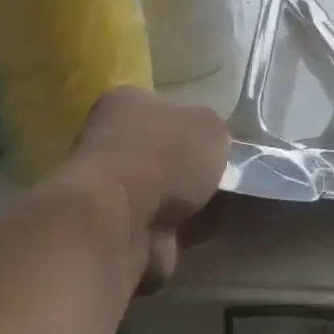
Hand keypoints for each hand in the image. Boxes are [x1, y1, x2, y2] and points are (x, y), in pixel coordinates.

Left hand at [65, 88, 229, 286]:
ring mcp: (109, 190)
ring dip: (190, 201)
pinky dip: (183, 231)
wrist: (120, 224)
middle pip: (162, 151)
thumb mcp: (211, 126)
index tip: (216, 142)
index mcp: (125, 102)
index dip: (192, 123)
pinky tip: (208, 230)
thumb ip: (215, 133)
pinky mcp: (115, 232)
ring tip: (223, 204)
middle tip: (224, 175)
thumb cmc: (164, 157)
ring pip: (163, 191)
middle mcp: (109, 141)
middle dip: (190, 167)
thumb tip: (210, 149)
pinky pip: (162, 227)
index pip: (162, 105)